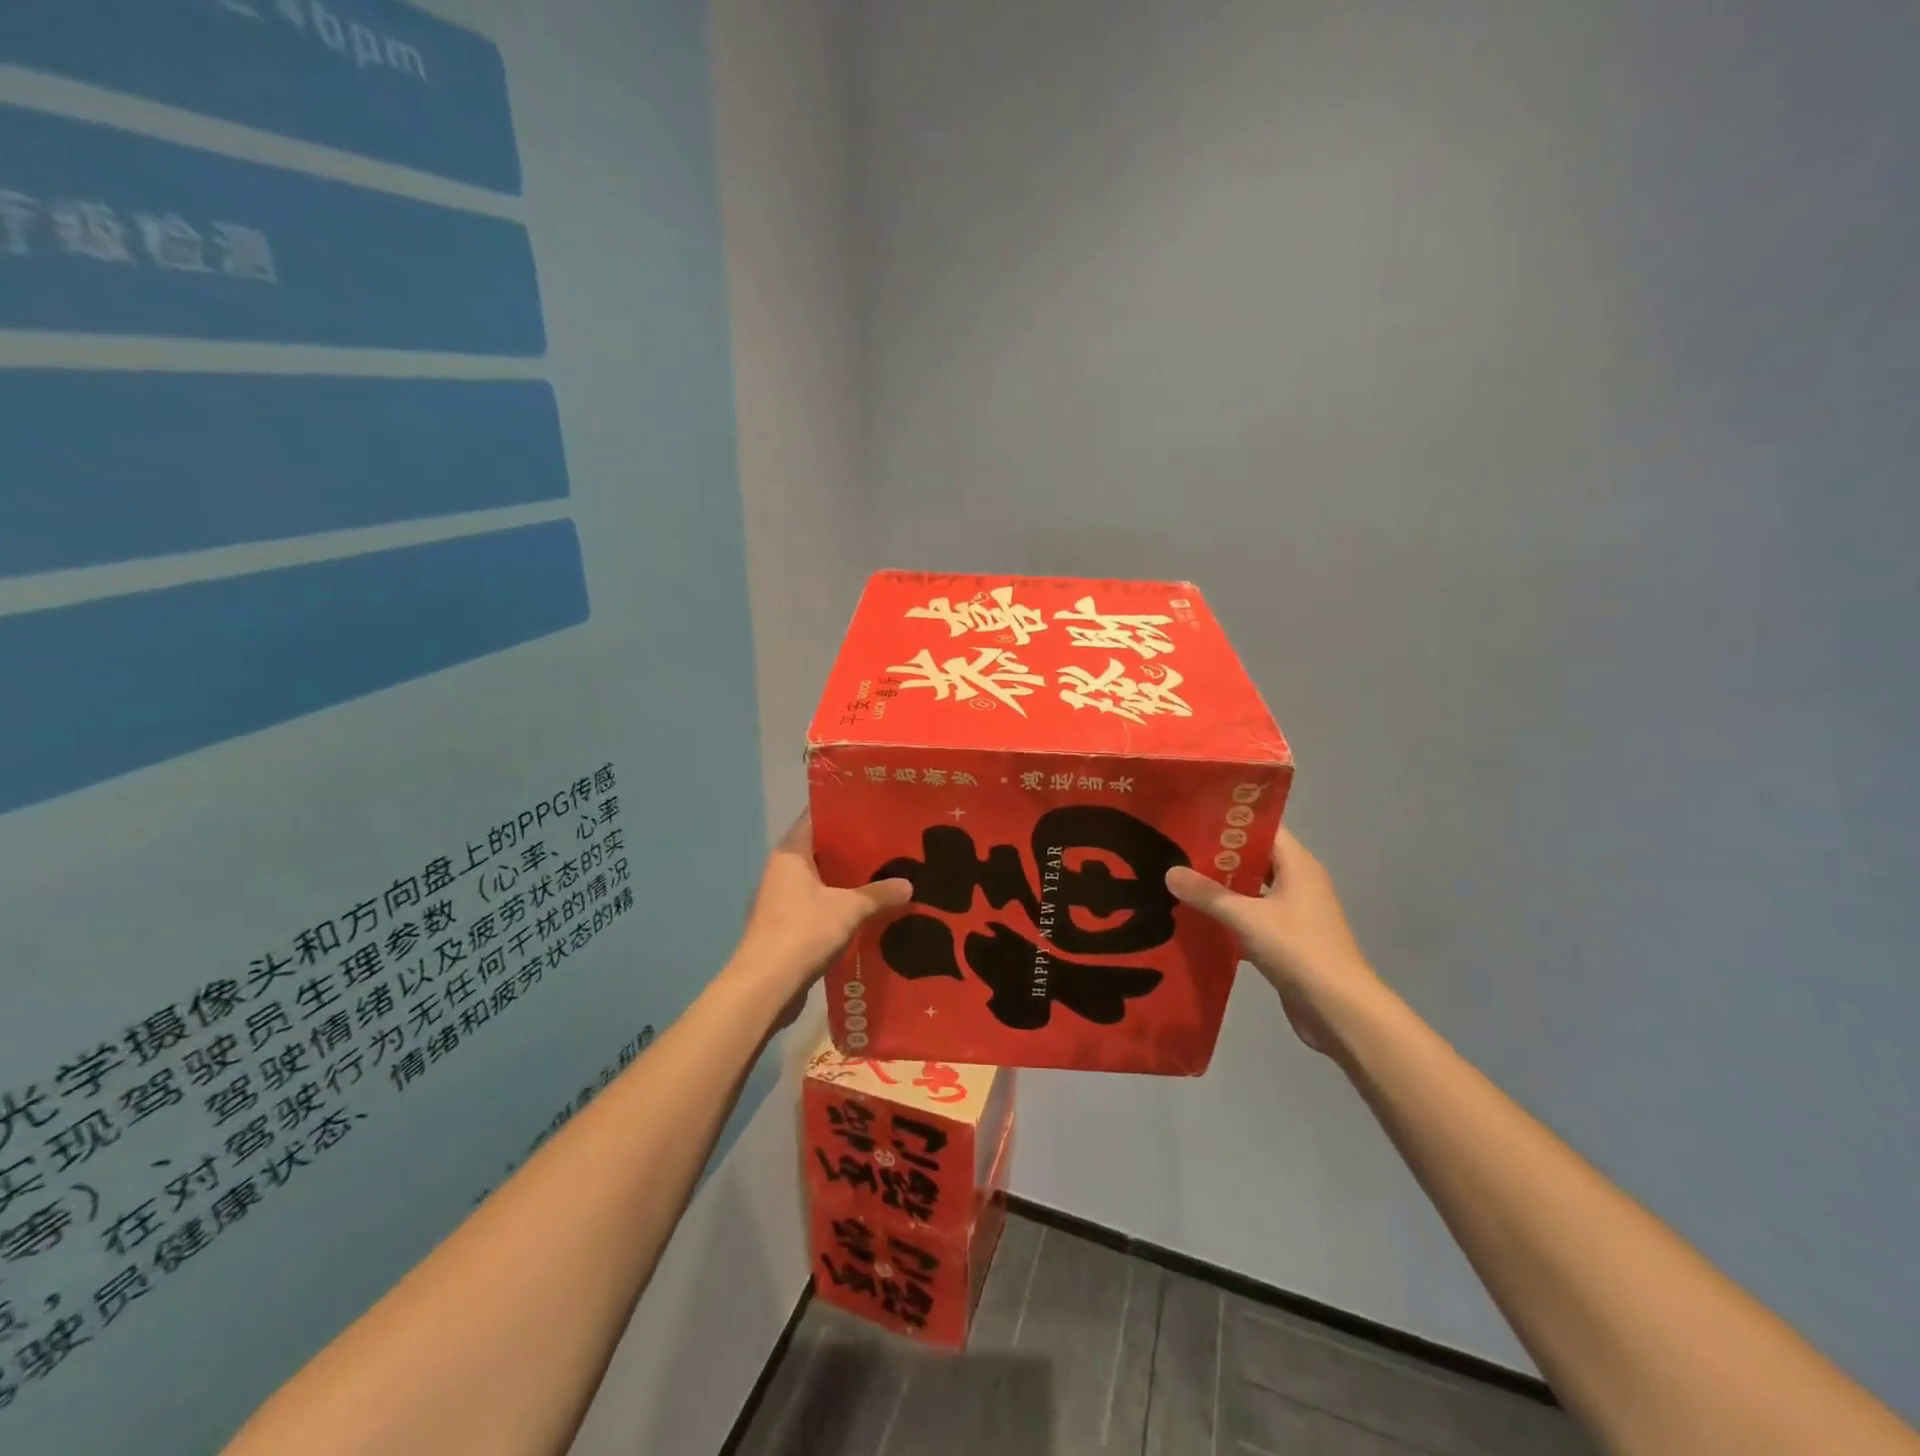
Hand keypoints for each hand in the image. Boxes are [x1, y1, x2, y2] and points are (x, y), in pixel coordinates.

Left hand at [730, 814, 911, 1005]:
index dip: (844, 811)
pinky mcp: (784, 926)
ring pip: (821, 880)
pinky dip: (839, 906)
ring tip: (885, 878)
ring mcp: (780, 899)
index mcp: (791, 853)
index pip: (816, 817)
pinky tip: (867, 913)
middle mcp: (781, 870)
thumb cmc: (804, 932)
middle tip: (890, 845)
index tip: (874, 810)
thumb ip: (879, 894)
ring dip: (848, 881)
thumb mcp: (850, 909)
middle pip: (821, 850)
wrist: (766, 986)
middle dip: (853, 849)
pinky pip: (817, 906)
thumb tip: (909, 885)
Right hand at [1167, 826, 1384, 1054]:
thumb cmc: (1299, 950)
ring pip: (1252, 889)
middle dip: (1218, 854)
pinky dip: (1229, 915)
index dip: (1230, 820)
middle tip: (1175, 848)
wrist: (1339, 1010)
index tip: (1192, 816)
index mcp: (1298, 865)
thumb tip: (1169, 871)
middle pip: (1255, 857)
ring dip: (1221, 887)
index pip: (1263, 828)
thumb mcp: (1247, 918)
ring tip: (1179, 879)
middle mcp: (1299, 882)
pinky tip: (1198, 918)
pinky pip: (1253, 916)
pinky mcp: (1287, 940)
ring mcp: (1295, 912)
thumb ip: (1207, 894)